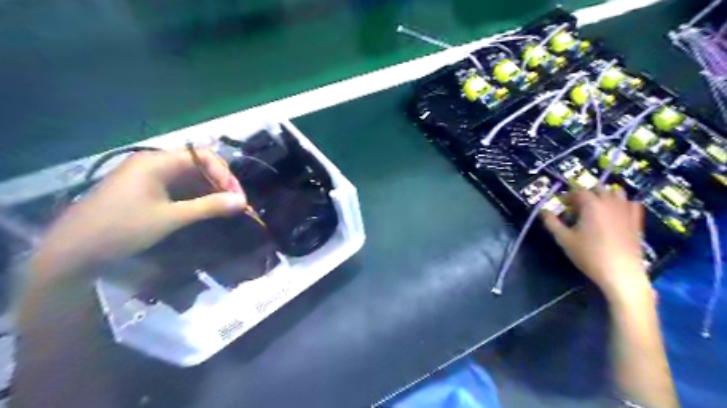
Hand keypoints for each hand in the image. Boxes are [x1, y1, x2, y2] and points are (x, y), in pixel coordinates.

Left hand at [33, 146, 248, 273]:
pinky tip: (204, 210)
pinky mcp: (144, 189)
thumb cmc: (122, 228)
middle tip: (235, 204)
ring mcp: (147, 176)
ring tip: (224, 208)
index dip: (225, 174)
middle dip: (220, 183)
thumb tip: (243, 201)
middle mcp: (153, 163)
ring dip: (209, 191)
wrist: (72, 251)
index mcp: (157, 162)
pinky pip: (177, 187)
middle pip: (198, 165)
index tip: (237, 197)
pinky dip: (194, 196)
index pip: (203, 157)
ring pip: (189, 177)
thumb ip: (209, 207)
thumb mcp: (170, 218)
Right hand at [542, 190, 649, 300]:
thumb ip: (551, 223)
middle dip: (586, 194)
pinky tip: (616, 213)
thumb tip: (543, 211)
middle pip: (598, 189)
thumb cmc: (589, 254)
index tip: (561, 205)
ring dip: (604, 196)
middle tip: (576, 208)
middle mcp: (610, 203)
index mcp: (591, 205)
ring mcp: (626, 211)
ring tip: (596, 209)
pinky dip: (622, 204)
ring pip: (616, 193)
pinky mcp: (636, 221)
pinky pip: (631, 204)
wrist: (621, 273)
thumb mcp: (564, 239)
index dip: (568, 196)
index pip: (578, 191)